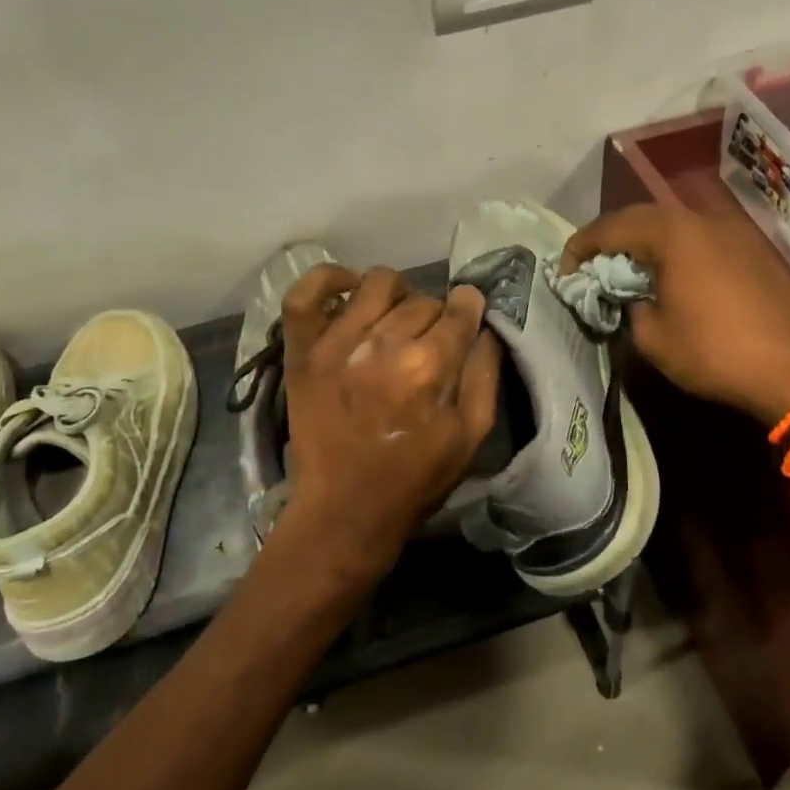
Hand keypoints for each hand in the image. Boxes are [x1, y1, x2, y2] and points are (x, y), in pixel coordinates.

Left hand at [269, 265, 501, 585]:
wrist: (345, 510)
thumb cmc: (414, 479)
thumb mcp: (471, 435)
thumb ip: (485, 374)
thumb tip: (486, 327)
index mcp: (428, 367)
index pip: (459, 310)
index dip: (469, 307)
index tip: (468, 312)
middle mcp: (382, 345)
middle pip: (422, 299)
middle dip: (435, 314)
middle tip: (430, 340)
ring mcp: (336, 344)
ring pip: (377, 284)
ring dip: (396, 294)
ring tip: (395, 319)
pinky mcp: (303, 352)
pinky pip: (305, 295)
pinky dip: (327, 279)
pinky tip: (349, 290)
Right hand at [561, 203, 789, 423]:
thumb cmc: (715, 352)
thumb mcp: (652, 337)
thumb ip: (629, 308)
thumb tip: (632, 299)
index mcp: (672, 234)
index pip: (610, 227)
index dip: (580, 248)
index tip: (564, 272)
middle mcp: (702, 221)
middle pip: (643, 219)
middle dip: (611, 241)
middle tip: (592, 269)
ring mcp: (732, 234)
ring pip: (674, 228)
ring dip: (645, 246)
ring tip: (629, 275)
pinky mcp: (752, 253)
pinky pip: (700, 243)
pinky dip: (675, 255)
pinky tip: (671, 282)